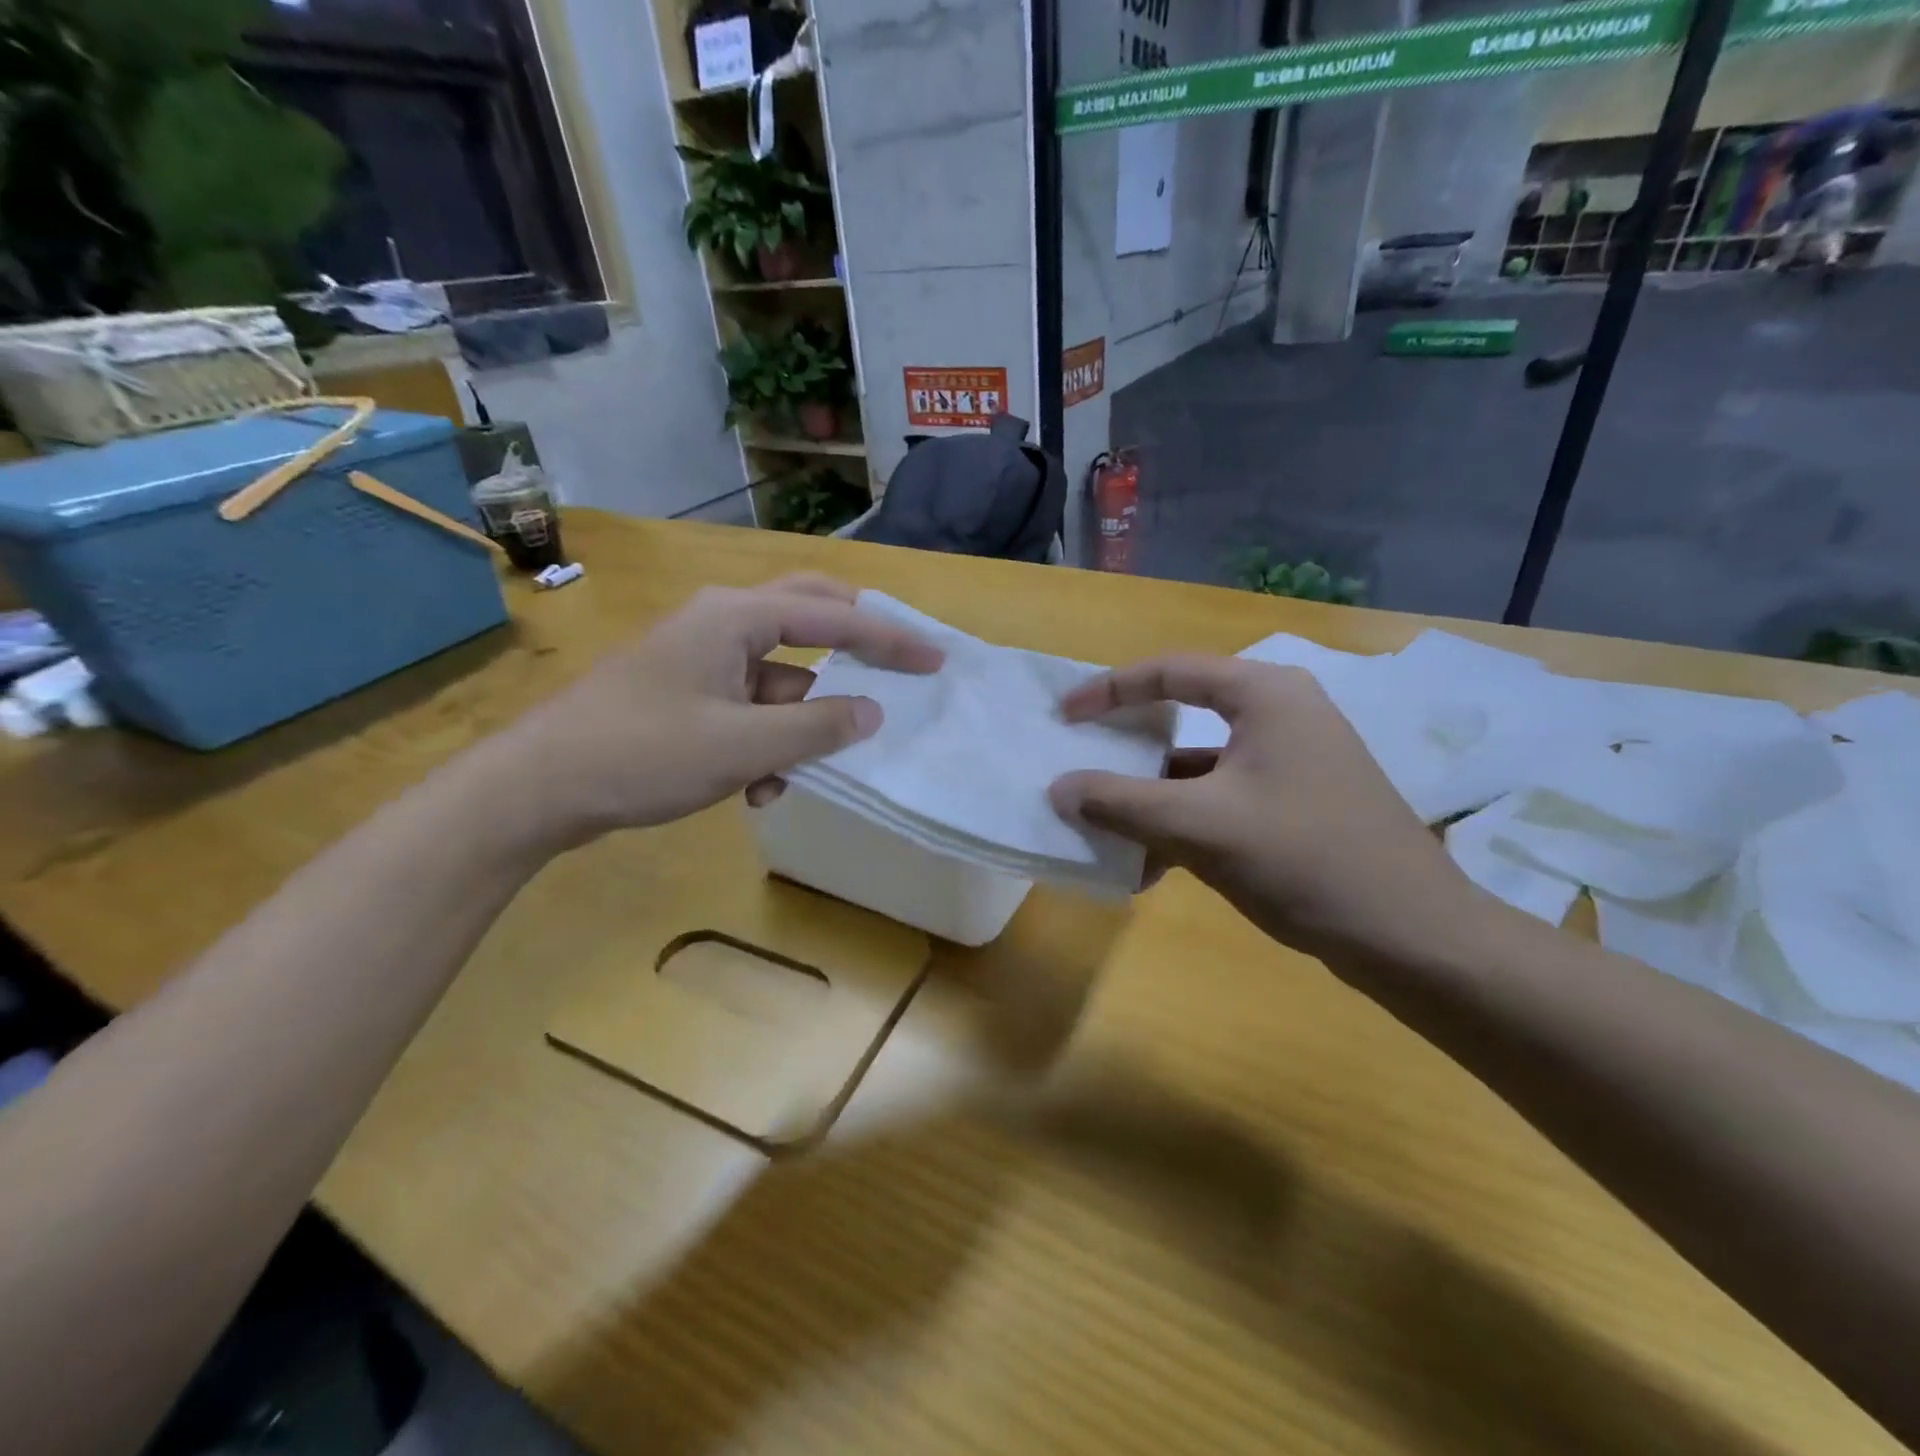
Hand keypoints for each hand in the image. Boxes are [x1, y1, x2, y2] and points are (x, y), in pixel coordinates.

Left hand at [492, 575, 941, 845]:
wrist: (538, 787)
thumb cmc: (643, 754)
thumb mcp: (742, 746)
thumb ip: (816, 726)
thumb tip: (872, 712)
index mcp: (736, 617)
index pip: (833, 616)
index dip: (889, 639)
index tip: (934, 660)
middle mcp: (721, 624)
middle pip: (807, 618)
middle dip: (853, 646)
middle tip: (896, 665)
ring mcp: (700, 658)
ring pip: (777, 676)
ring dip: (799, 721)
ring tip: (798, 773)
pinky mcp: (686, 692)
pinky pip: (748, 705)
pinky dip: (765, 738)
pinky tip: (754, 787)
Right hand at [1049, 654, 1477, 968]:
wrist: (1411, 936)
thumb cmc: (1303, 859)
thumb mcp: (1199, 827)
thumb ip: (1119, 802)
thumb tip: (1058, 789)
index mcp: (1264, 695)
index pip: (1168, 671)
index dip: (1107, 690)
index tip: (1063, 716)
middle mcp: (1281, 713)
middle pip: (1182, 714)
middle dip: (1127, 747)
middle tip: (1080, 761)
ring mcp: (1292, 761)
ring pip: (1199, 766)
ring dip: (1151, 798)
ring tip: (1105, 829)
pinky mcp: (1297, 803)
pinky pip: (1221, 799)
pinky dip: (1183, 824)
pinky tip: (1151, 868)